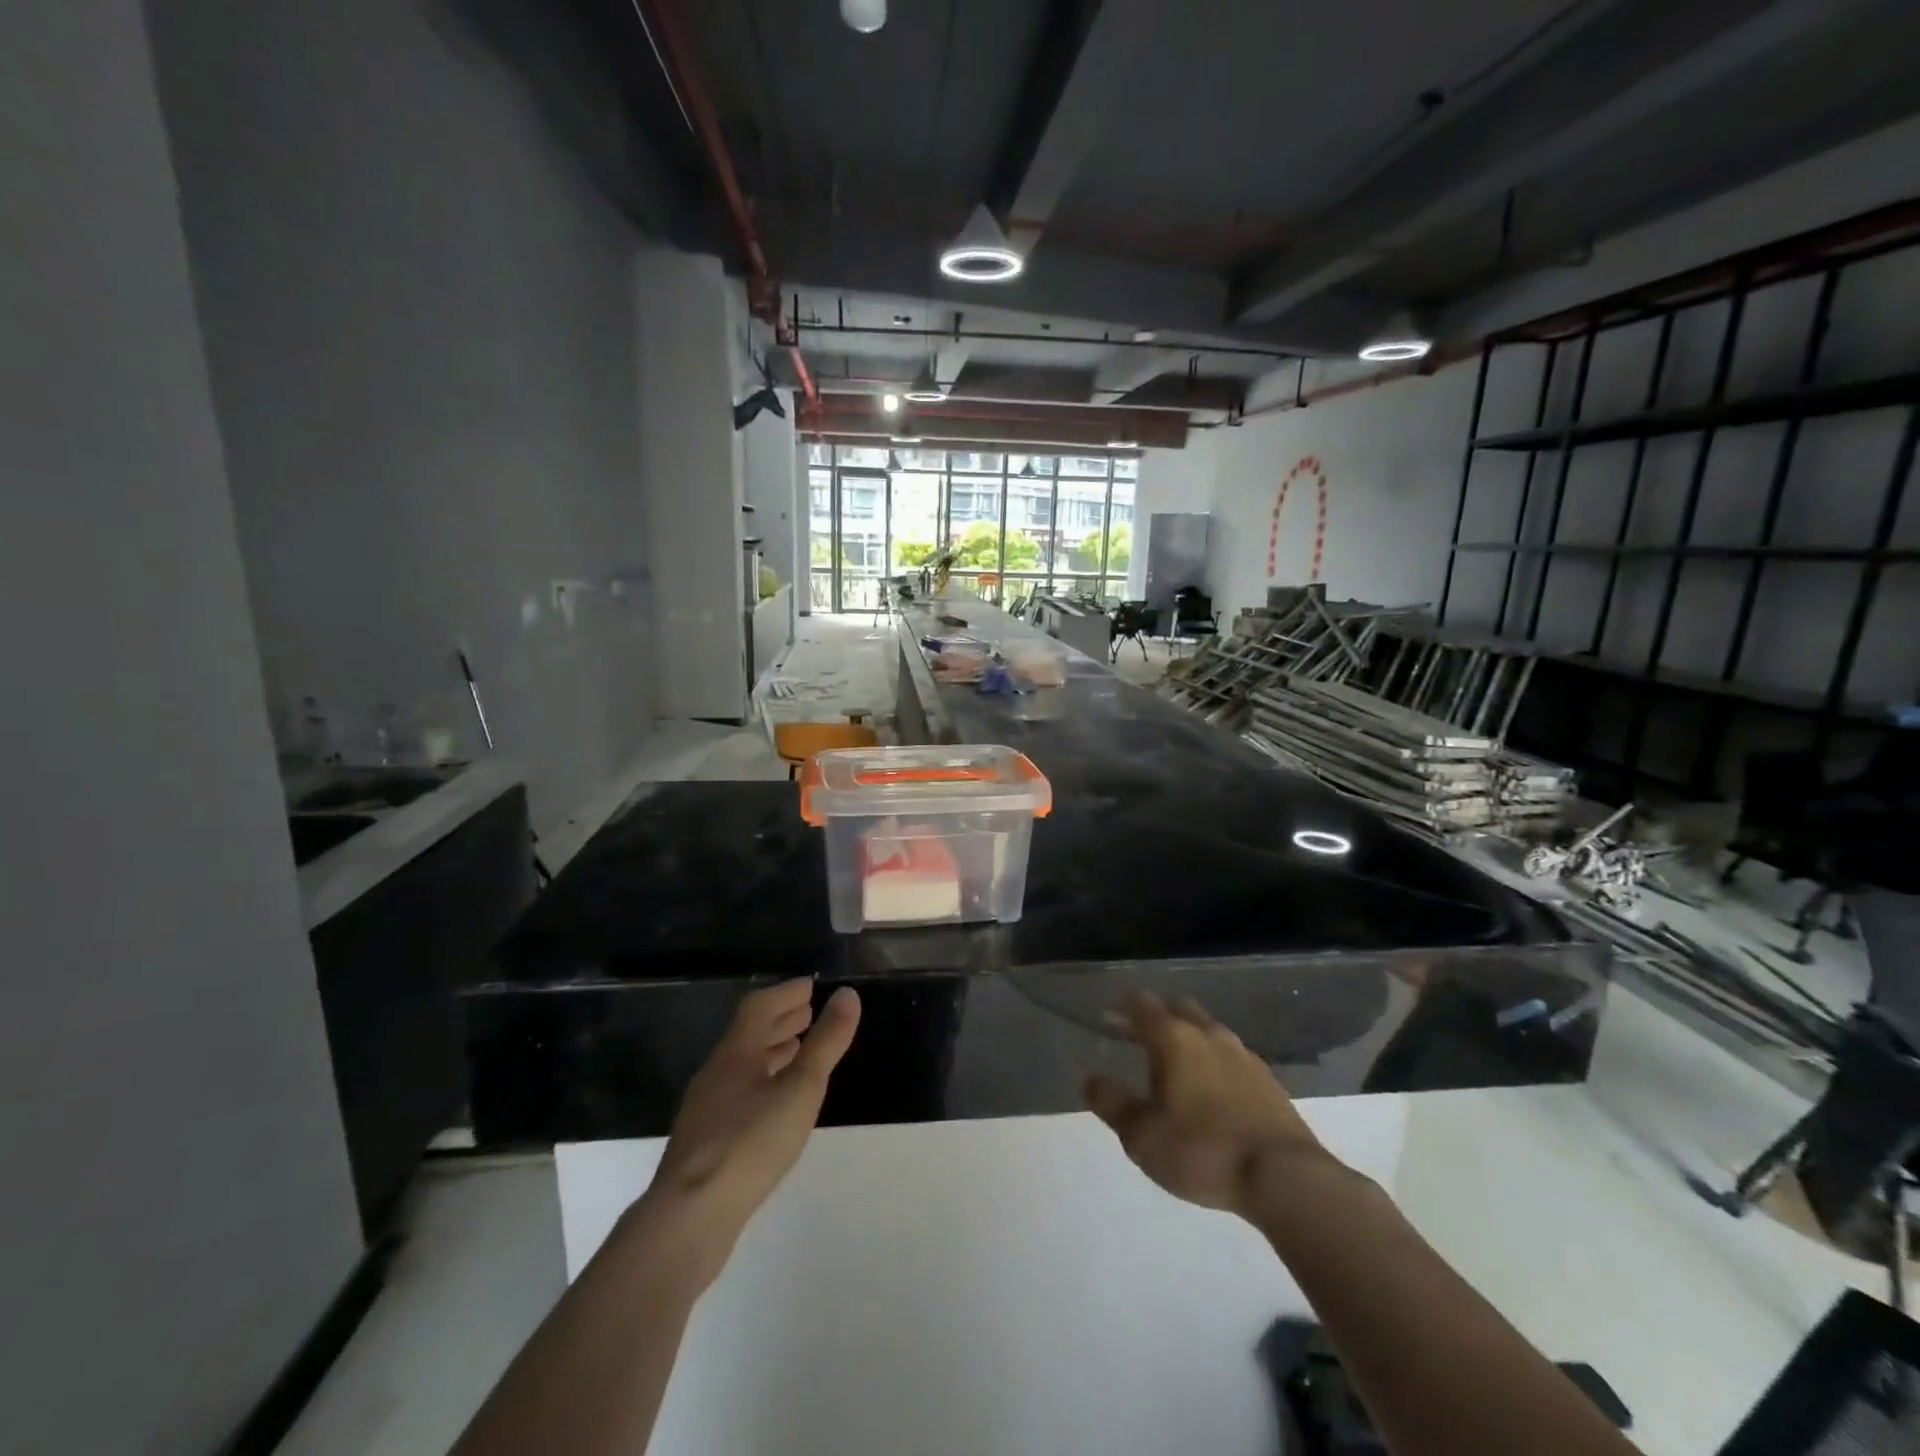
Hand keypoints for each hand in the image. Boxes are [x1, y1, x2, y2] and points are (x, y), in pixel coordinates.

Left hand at [637, 979, 860, 1273]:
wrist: (689, 1217)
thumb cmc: (750, 1143)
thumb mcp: (800, 1089)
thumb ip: (825, 1043)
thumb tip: (848, 995)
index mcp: (736, 1052)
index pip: (759, 1006)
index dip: (786, 993)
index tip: (811, 987)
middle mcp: (717, 1071)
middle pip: (748, 1033)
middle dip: (780, 1019)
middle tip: (809, 1012)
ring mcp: (706, 1107)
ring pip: (743, 1064)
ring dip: (771, 1050)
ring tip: (797, 1050)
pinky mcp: (704, 1139)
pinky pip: (738, 1091)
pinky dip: (762, 1080)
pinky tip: (775, 1102)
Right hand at [1082, 991, 1332, 1221]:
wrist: (1286, 1179)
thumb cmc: (1203, 1151)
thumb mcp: (1143, 1136)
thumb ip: (1112, 1102)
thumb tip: (1085, 1074)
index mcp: (1175, 1039)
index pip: (1143, 1006)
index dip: (1122, 1007)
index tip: (1108, 1016)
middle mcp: (1209, 1035)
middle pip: (1178, 1009)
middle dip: (1157, 1017)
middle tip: (1139, 1038)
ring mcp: (1243, 1055)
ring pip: (1208, 1031)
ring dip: (1188, 1038)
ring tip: (1175, 1066)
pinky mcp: (1268, 1080)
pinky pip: (1231, 1057)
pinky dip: (1214, 1062)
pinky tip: (1212, 1089)